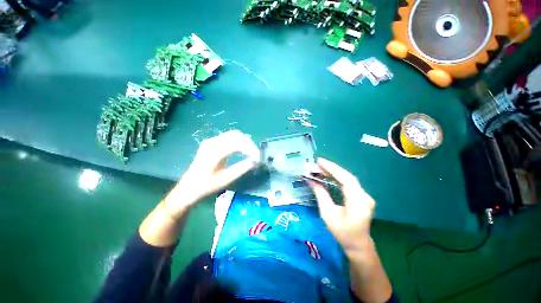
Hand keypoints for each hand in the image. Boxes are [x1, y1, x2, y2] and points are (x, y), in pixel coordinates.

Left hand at [164, 130, 259, 217]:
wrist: (188, 188)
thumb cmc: (206, 186)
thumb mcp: (225, 179)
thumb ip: (242, 168)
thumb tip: (256, 161)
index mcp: (213, 152)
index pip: (237, 143)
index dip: (250, 148)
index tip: (258, 158)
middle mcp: (212, 142)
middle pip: (236, 135)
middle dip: (249, 143)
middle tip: (256, 154)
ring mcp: (211, 141)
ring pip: (233, 135)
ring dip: (244, 141)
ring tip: (252, 152)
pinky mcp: (212, 143)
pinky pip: (228, 137)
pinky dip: (239, 142)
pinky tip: (243, 149)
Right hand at [309, 158, 374, 254]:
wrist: (358, 244)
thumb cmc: (342, 232)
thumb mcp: (327, 214)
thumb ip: (320, 195)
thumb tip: (311, 180)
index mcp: (358, 203)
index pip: (346, 180)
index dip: (332, 169)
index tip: (319, 161)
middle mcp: (365, 197)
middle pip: (348, 177)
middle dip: (331, 168)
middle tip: (317, 163)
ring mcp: (365, 196)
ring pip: (348, 178)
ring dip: (334, 172)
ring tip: (320, 167)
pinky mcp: (362, 195)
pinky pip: (349, 182)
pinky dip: (338, 177)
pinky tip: (329, 174)